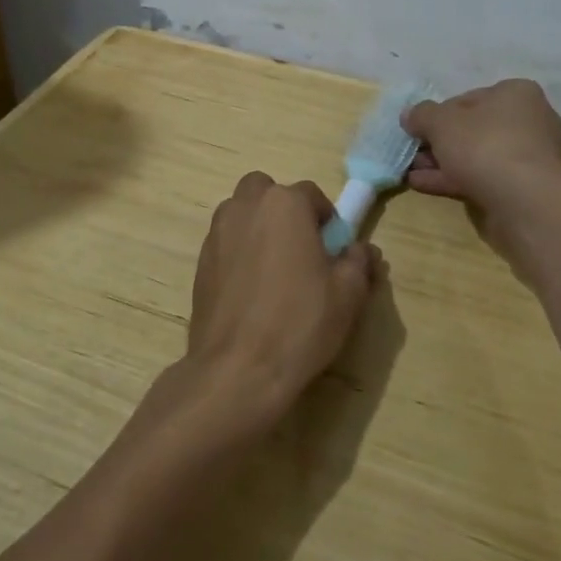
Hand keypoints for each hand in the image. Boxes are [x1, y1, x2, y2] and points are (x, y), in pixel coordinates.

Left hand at [176, 172, 381, 438]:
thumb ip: (358, 262)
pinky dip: (239, 252)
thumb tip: (361, 250)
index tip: (334, 250)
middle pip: (266, 192)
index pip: (311, 194)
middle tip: (300, 248)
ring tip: (275, 269)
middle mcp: (245, 207)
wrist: (238, 369)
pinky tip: (252, 291)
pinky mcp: (199, 263)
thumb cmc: (300, 323)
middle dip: (284, 210)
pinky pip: (225, 242)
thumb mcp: (348, 294)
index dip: (326, 220)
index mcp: (284, 204)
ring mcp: (216, 234)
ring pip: (241, 213)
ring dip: (258, 227)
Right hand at [404, 79, 560, 212]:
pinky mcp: (524, 188)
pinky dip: (454, 180)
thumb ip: (422, 115)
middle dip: (440, 143)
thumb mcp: (442, 122)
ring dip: (443, 163)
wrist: (523, 201)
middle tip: (414, 153)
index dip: (439, 114)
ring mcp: (529, 157)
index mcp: (517, 93)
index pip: (469, 98)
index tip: (419, 130)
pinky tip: (424, 185)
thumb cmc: (484, 145)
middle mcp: (530, 121)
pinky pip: (483, 178)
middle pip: (473, 129)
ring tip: (412, 172)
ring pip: (477, 156)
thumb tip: (410, 115)